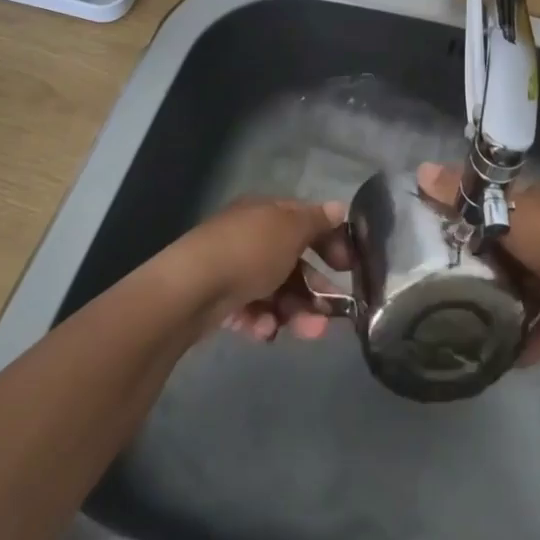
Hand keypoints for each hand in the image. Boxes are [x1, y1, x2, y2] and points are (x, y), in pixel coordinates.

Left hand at [170, 196, 353, 342]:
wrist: (190, 289)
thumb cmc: (249, 251)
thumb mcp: (291, 229)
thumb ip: (317, 221)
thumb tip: (338, 208)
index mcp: (265, 212)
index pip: (305, 221)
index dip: (331, 240)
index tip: (348, 267)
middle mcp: (249, 236)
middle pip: (292, 261)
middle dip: (315, 288)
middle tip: (333, 313)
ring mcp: (232, 269)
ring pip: (275, 290)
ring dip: (296, 311)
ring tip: (309, 331)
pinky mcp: (218, 300)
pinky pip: (251, 310)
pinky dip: (263, 321)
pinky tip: (266, 331)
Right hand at [415, 162, 539, 362]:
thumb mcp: (502, 214)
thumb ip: (463, 197)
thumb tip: (419, 170)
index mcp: (531, 201)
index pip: (491, 201)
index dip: (466, 215)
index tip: (438, 237)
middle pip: (507, 246)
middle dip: (484, 266)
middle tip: (451, 287)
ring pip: (526, 284)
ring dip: (507, 305)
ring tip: (477, 326)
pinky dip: (533, 334)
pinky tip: (513, 356)